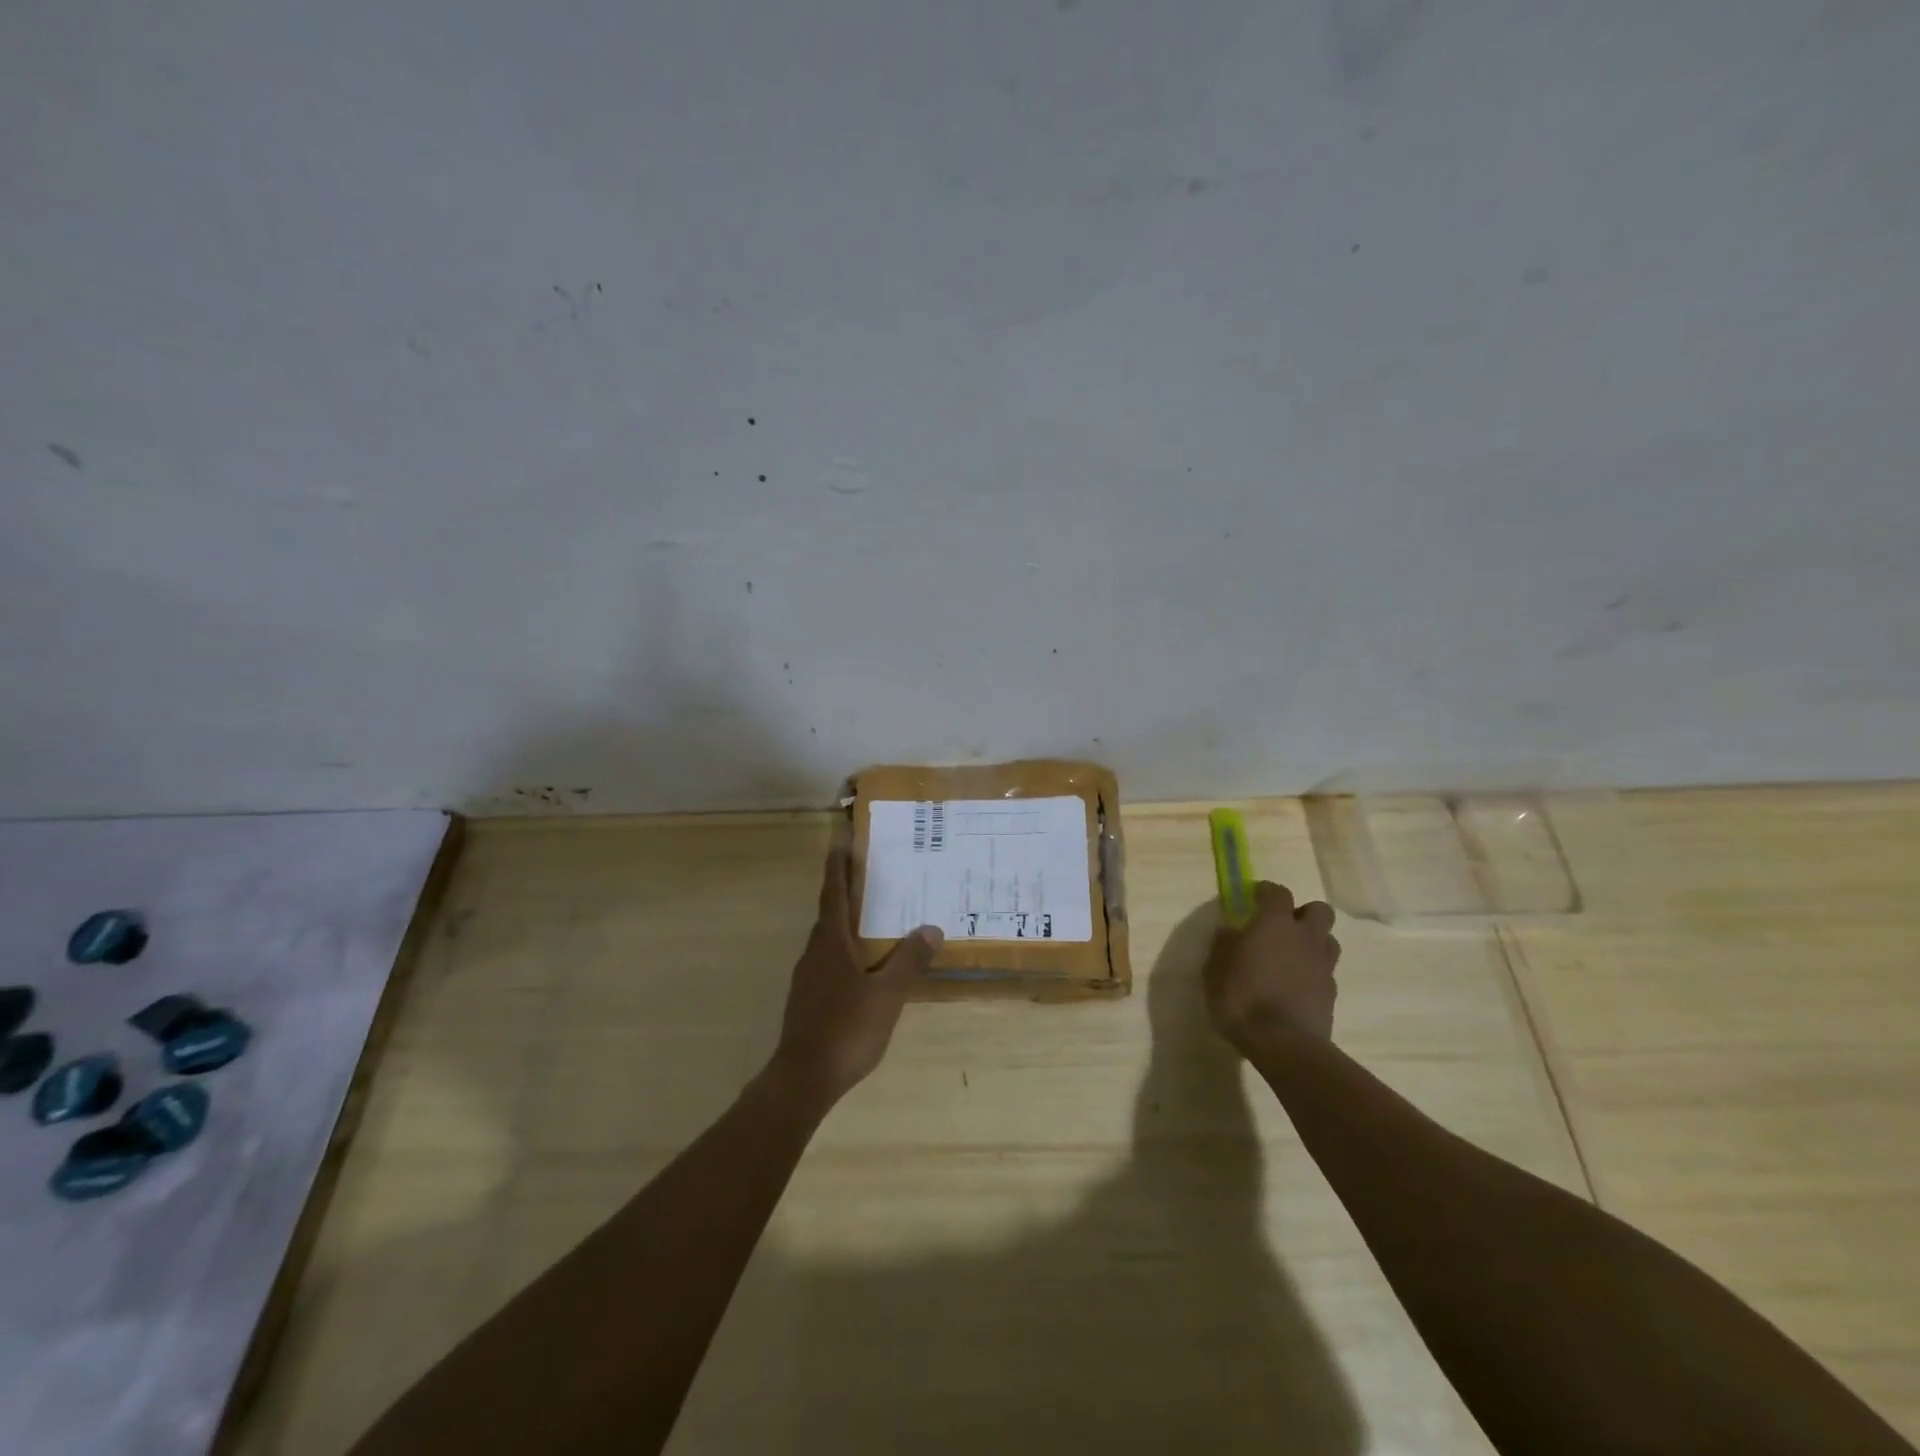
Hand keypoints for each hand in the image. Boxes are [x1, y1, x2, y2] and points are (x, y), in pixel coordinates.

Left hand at [770, 844, 942, 1109]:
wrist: (803, 1078)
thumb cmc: (846, 1029)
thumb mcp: (887, 994)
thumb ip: (909, 960)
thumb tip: (931, 928)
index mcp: (831, 942)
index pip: (833, 892)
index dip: (837, 865)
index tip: (840, 838)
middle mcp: (815, 951)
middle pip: (830, 911)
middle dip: (846, 890)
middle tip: (871, 873)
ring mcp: (807, 976)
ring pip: (829, 938)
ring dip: (847, 922)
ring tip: (874, 917)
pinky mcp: (808, 998)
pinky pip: (829, 960)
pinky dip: (846, 950)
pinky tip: (864, 965)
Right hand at [1203, 881, 1340, 1050]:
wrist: (1283, 1044)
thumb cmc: (1242, 998)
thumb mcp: (1216, 969)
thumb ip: (1223, 945)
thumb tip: (1229, 931)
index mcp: (1274, 924)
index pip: (1278, 892)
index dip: (1266, 891)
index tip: (1254, 896)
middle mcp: (1304, 938)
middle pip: (1319, 910)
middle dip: (1303, 913)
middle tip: (1282, 927)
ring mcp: (1323, 966)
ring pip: (1329, 941)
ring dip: (1313, 942)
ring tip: (1292, 957)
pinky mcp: (1332, 994)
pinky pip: (1326, 972)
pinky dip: (1314, 973)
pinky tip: (1296, 987)